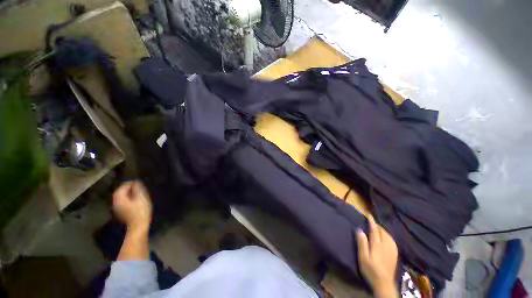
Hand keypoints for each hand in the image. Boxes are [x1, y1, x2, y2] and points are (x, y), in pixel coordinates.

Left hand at [112, 181, 151, 232]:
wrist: (139, 225)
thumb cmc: (141, 210)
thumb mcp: (141, 198)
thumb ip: (138, 189)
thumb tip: (136, 183)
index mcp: (119, 198)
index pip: (122, 188)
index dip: (129, 183)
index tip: (136, 181)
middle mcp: (116, 203)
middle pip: (119, 193)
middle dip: (127, 188)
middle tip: (136, 185)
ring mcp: (117, 208)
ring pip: (120, 198)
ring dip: (127, 193)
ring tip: (136, 191)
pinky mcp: (121, 212)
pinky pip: (122, 202)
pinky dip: (127, 198)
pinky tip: (134, 199)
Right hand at [357, 215, 398, 297]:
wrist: (384, 283)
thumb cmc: (371, 270)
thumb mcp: (363, 257)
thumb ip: (362, 243)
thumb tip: (359, 230)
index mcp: (377, 245)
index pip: (375, 230)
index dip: (372, 222)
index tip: (369, 215)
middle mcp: (386, 245)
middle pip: (383, 231)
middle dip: (378, 226)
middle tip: (372, 223)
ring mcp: (392, 250)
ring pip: (388, 236)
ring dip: (383, 230)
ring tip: (378, 229)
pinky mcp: (395, 254)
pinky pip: (392, 241)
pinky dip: (388, 236)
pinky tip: (386, 238)